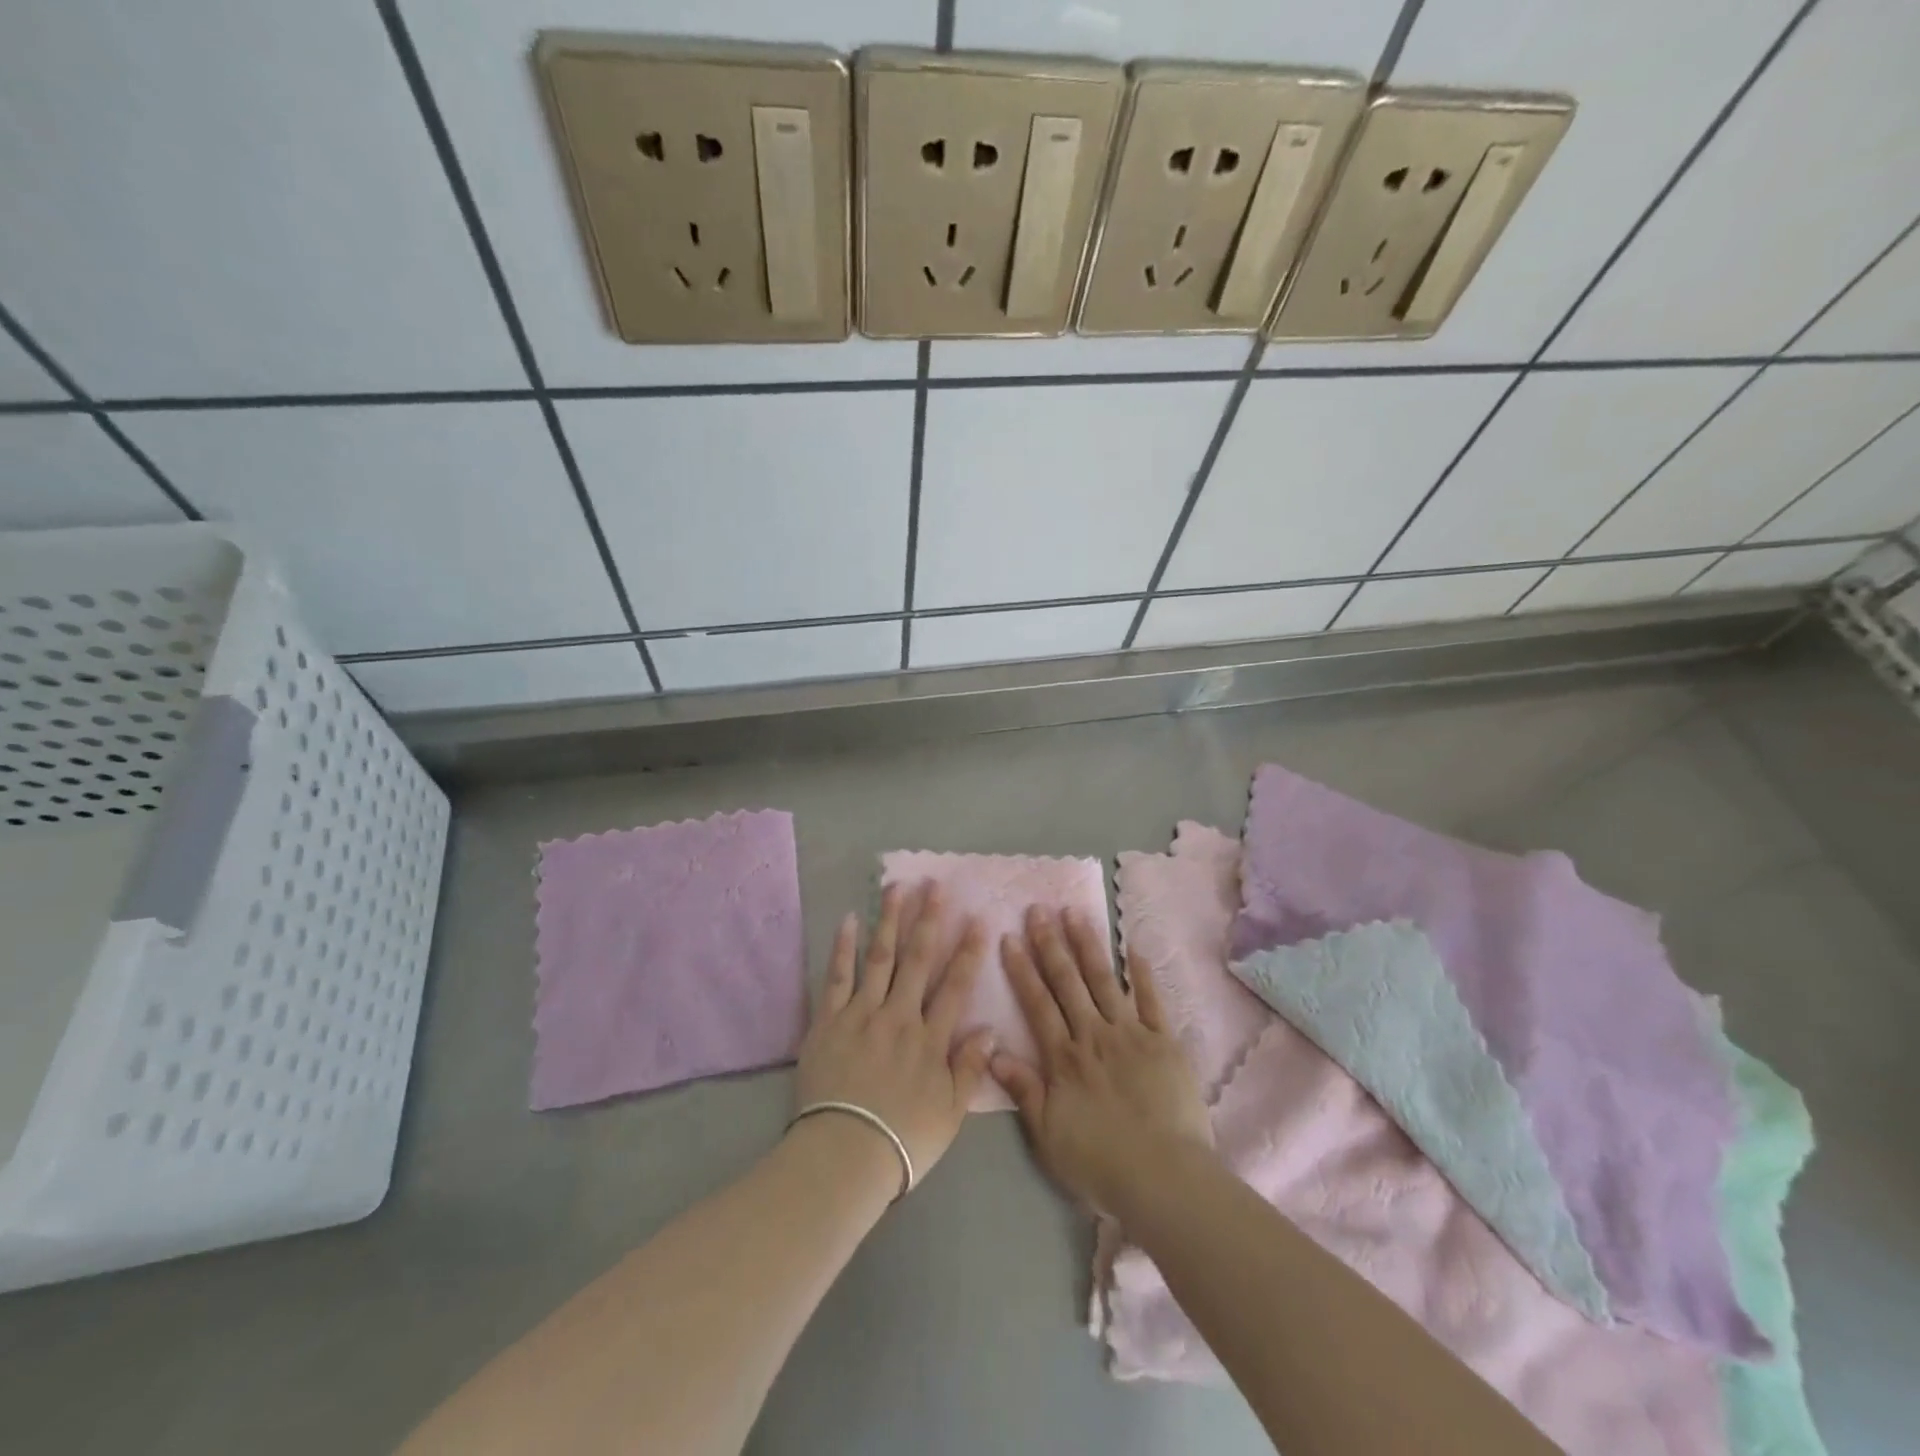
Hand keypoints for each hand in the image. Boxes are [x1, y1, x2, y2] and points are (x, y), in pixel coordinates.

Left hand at [792, 882, 993, 1190]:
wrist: (844, 1155)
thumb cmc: (903, 1140)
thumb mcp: (950, 1112)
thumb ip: (970, 1068)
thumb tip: (990, 1029)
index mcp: (930, 1039)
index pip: (955, 986)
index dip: (968, 951)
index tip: (977, 919)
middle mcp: (899, 1016)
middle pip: (917, 960)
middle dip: (928, 920)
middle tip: (934, 886)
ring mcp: (861, 1014)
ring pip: (880, 958)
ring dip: (889, 921)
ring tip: (896, 888)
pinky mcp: (828, 1021)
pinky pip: (837, 977)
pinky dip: (843, 948)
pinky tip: (849, 920)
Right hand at [990, 906, 1214, 1218]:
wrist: (1165, 1178)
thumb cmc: (1101, 1163)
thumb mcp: (1049, 1136)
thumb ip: (1024, 1090)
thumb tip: (993, 1050)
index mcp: (1064, 1058)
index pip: (1037, 1003)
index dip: (1021, 969)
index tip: (1009, 937)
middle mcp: (1094, 1035)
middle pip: (1068, 982)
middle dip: (1050, 944)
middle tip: (1038, 910)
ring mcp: (1131, 1034)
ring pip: (1104, 980)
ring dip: (1088, 945)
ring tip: (1076, 913)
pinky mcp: (1164, 1041)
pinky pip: (1151, 1000)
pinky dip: (1142, 973)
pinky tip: (1133, 948)